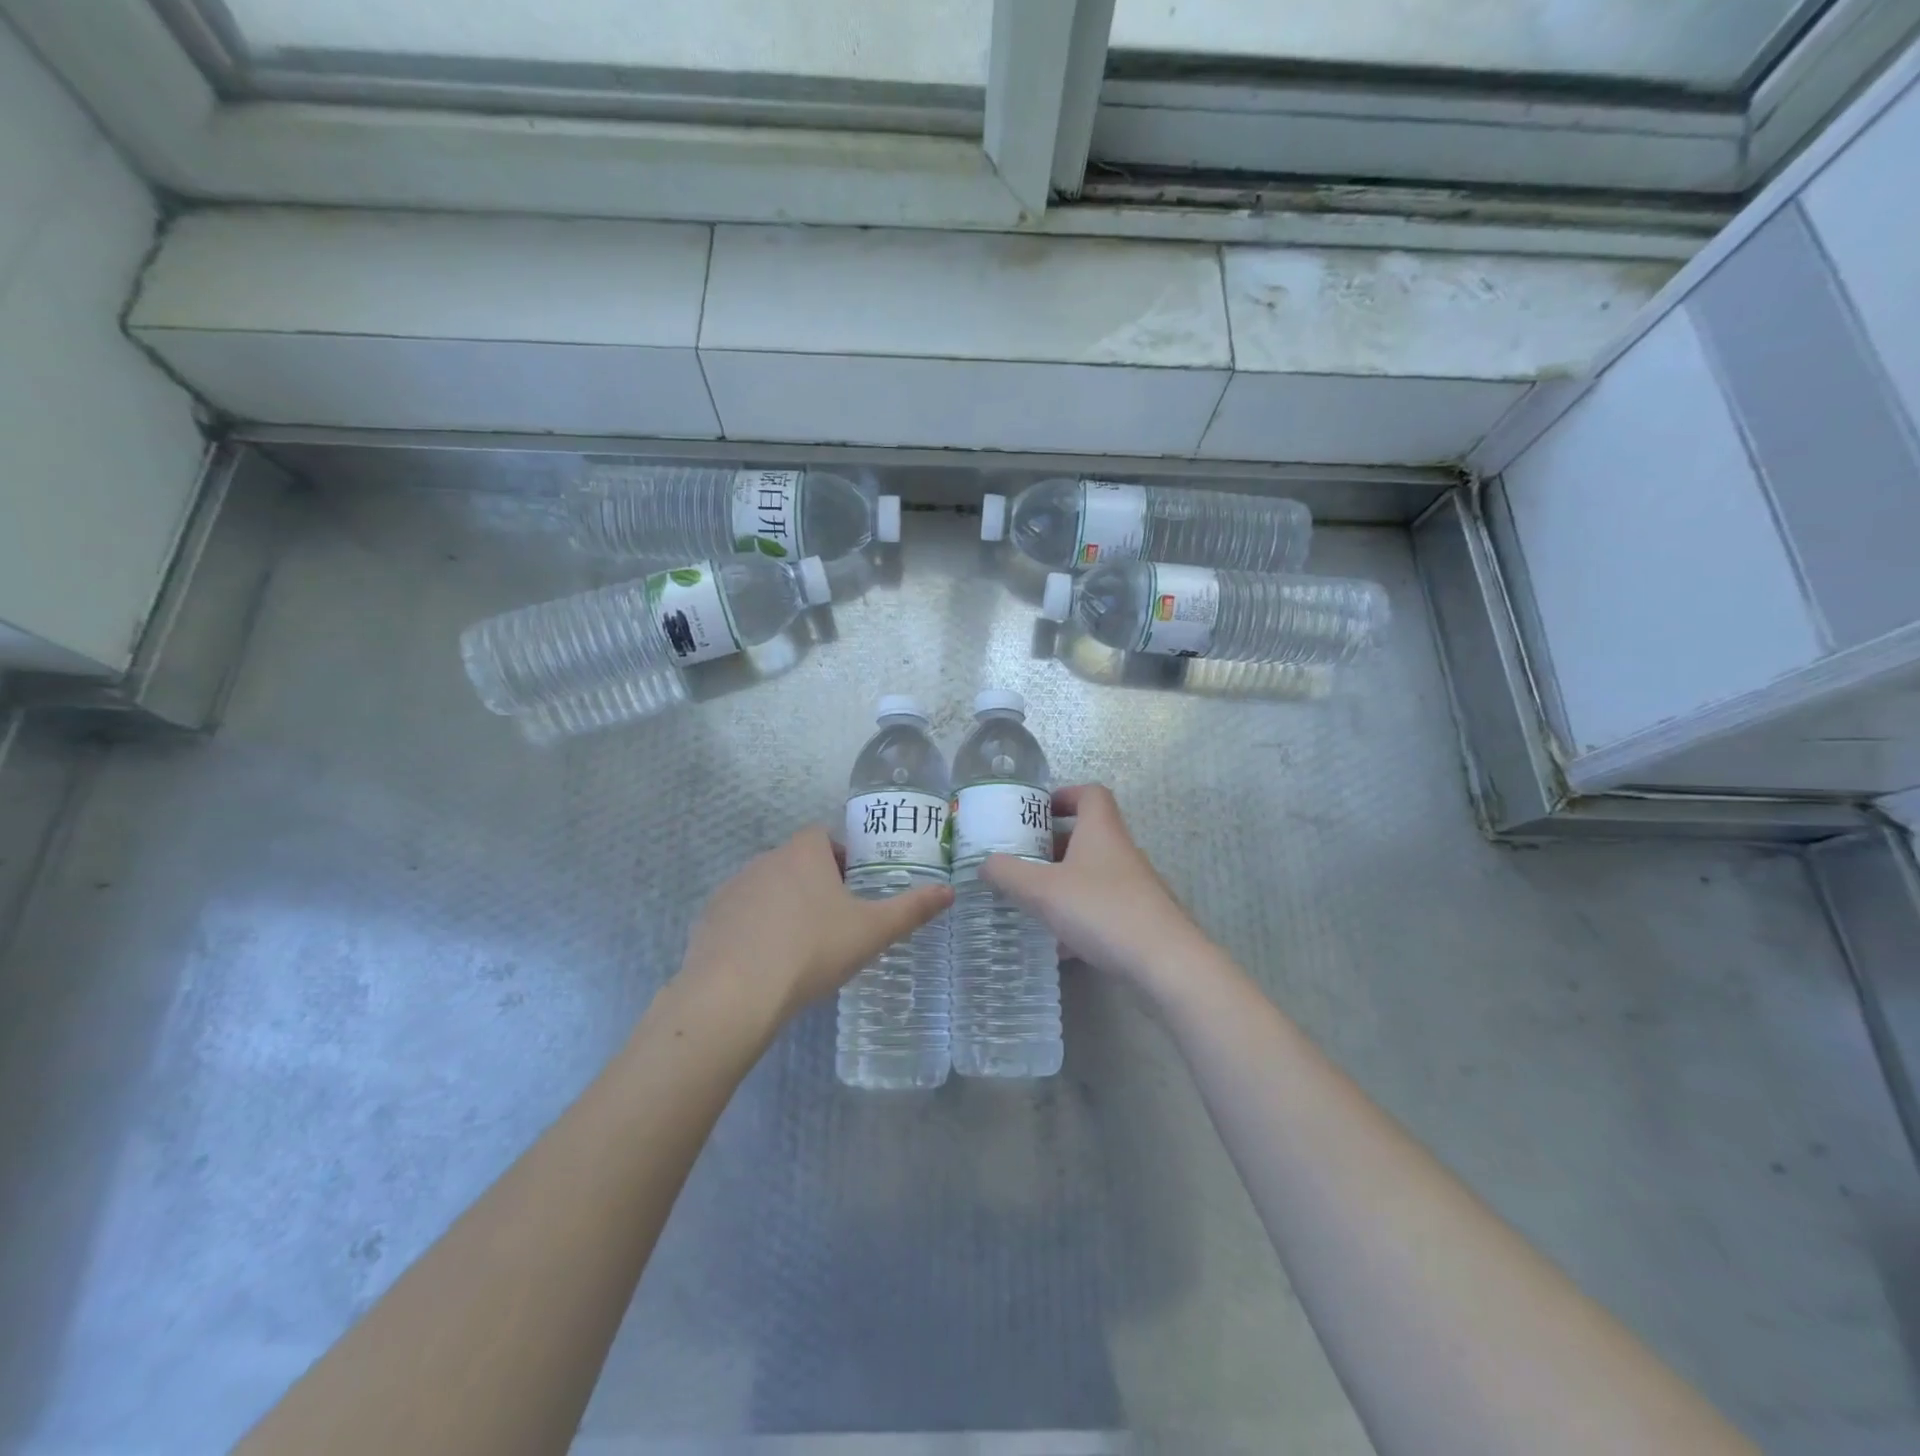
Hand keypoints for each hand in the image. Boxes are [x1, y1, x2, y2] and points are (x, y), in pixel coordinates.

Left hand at [680, 827, 952, 1022]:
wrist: (734, 994)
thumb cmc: (812, 951)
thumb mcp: (872, 931)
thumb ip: (912, 909)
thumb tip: (950, 891)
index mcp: (804, 854)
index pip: (823, 836)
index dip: (841, 857)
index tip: (853, 888)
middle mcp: (765, 860)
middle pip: (795, 862)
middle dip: (814, 884)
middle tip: (834, 922)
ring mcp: (732, 889)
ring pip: (766, 888)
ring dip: (783, 906)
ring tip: (800, 946)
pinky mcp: (709, 919)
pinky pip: (739, 915)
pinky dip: (754, 929)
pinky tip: (765, 963)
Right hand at [980, 784, 1212, 988]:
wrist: (1165, 962)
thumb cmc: (1102, 910)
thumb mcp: (1043, 891)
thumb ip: (1009, 874)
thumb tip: (984, 864)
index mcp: (1101, 831)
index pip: (1090, 794)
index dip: (1064, 795)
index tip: (1037, 811)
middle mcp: (1121, 852)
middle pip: (1087, 836)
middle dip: (1052, 846)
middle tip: (1021, 860)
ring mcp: (1134, 886)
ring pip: (1092, 874)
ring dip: (1063, 883)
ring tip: (1032, 902)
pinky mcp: (1139, 918)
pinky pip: (1101, 908)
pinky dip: (1078, 918)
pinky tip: (1059, 945)